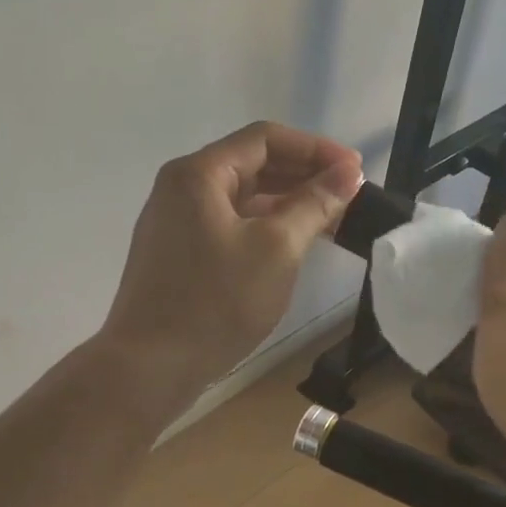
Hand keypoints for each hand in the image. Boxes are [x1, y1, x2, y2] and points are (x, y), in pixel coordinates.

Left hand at [100, 121, 362, 398]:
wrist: (150, 367)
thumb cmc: (215, 303)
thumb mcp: (276, 249)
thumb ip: (314, 204)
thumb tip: (348, 173)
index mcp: (198, 174)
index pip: (265, 139)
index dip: (316, 149)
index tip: (356, 172)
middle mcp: (180, 189)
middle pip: (251, 166)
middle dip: (303, 176)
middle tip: (349, 197)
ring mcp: (174, 224)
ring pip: (240, 200)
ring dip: (285, 205)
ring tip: (330, 223)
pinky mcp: (176, 257)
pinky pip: (227, 227)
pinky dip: (262, 229)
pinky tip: (291, 248)